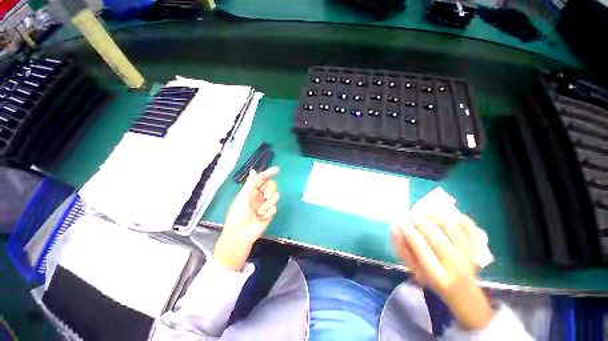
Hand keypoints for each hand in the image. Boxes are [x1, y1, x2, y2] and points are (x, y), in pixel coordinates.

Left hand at [214, 167, 279, 270]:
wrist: (241, 234)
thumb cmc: (238, 215)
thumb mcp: (242, 198)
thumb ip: (250, 184)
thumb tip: (253, 170)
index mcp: (252, 191)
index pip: (262, 179)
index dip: (269, 173)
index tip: (277, 170)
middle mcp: (260, 196)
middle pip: (272, 186)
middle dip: (270, 190)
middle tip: (266, 196)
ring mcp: (265, 204)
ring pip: (275, 197)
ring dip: (267, 204)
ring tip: (259, 212)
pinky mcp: (270, 212)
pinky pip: (274, 208)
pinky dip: (268, 213)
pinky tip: (261, 218)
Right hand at [390, 214, 493, 330]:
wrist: (463, 291)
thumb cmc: (433, 278)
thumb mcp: (414, 268)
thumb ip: (403, 249)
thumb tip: (394, 228)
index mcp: (436, 276)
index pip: (421, 249)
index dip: (409, 233)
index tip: (400, 222)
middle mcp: (456, 267)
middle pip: (438, 239)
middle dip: (422, 223)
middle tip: (413, 215)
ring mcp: (471, 257)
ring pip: (455, 232)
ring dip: (438, 218)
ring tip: (427, 213)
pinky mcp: (481, 251)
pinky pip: (473, 230)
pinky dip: (462, 220)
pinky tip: (450, 215)